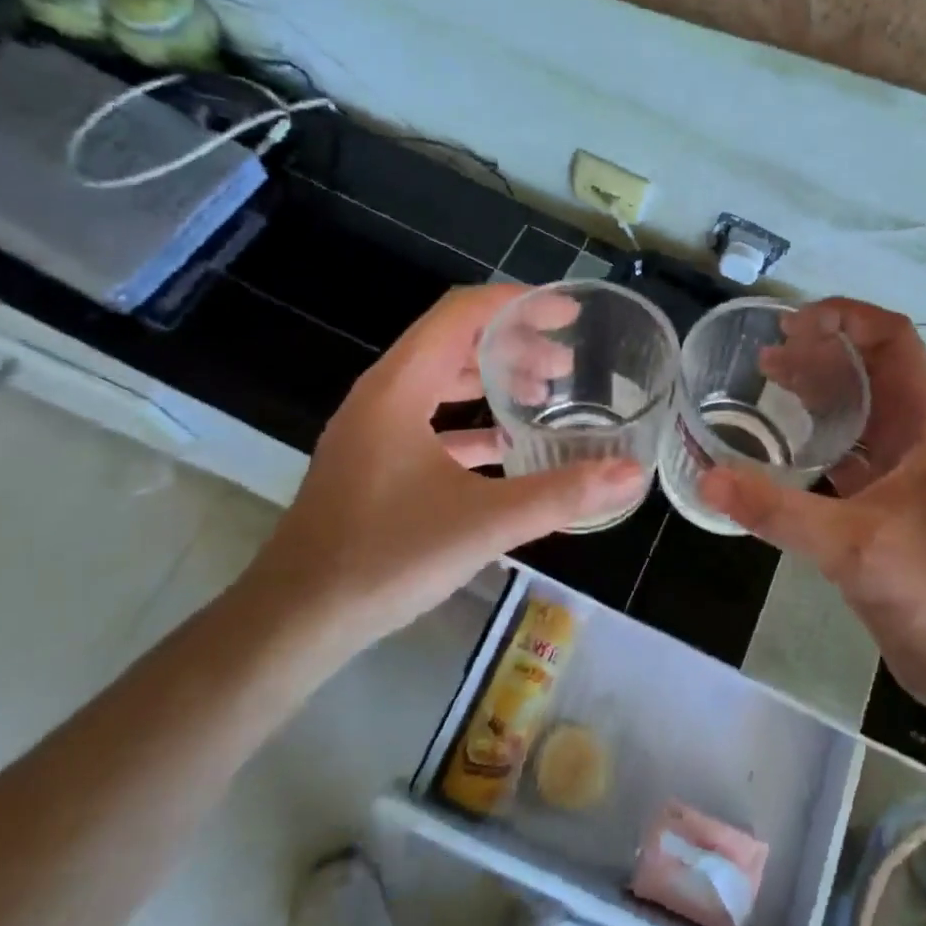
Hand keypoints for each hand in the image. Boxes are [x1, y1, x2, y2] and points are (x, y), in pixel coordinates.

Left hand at [241, 284, 645, 646]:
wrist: (294, 622)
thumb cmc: (384, 558)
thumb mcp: (484, 523)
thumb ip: (561, 495)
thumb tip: (631, 474)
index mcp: (399, 388)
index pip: (461, 314)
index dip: (517, 303)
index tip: (567, 314)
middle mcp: (383, 395)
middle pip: (453, 341)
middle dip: (514, 342)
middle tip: (566, 363)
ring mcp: (374, 429)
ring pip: (440, 379)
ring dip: (492, 378)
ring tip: (545, 392)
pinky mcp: (373, 461)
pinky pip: (429, 418)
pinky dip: (471, 418)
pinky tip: (508, 443)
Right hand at [702, 299, 925, 734]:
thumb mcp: (854, 547)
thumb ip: (779, 511)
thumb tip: (707, 477)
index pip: (895, 340)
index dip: (848, 317)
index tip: (794, 324)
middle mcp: (918, 438)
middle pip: (871, 369)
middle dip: (822, 349)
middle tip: (767, 352)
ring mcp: (903, 472)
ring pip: (859, 409)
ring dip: (818, 388)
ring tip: (766, 378)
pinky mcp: (885, 505)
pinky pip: (848, 451)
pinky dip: (816, 434)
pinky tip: (780, 441)